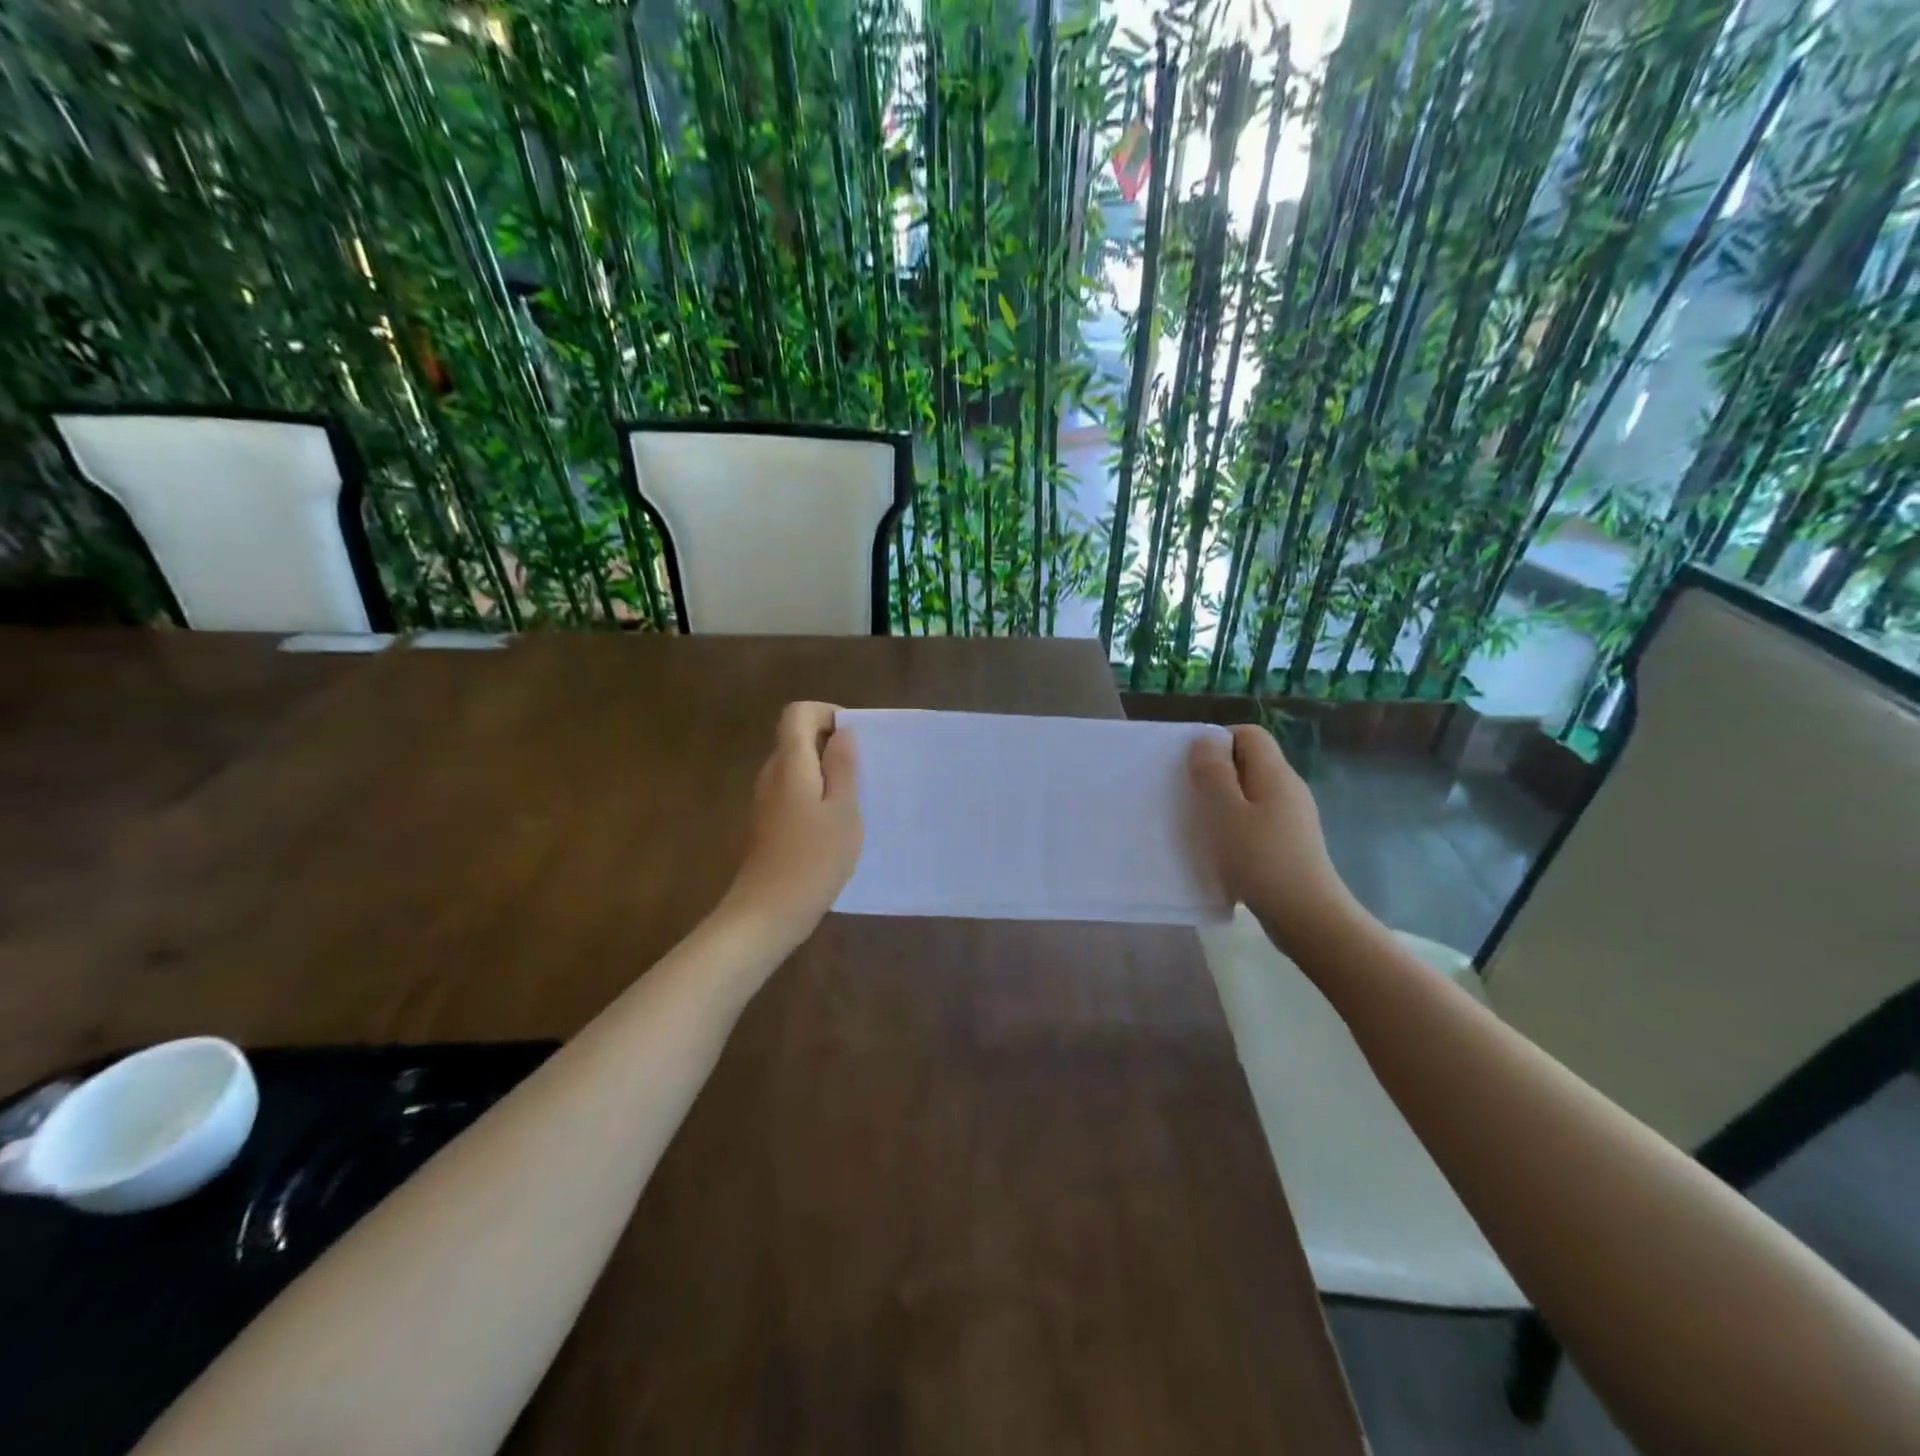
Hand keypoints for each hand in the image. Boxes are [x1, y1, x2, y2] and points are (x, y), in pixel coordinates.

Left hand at [724, 702, 861, 940]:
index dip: (828, 715)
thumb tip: (843, 732)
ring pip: (797, 766)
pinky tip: (835, 825)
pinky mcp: (768, 822)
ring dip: (826, 773)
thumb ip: (843, 766)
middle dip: (832, 745)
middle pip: (797, 738)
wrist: (768, 912)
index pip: (798, 712)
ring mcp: (766, 799)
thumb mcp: (843, 810)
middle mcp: (772, 773)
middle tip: (863, 774)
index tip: (855, 741)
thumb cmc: (813, 859)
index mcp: (790, 763)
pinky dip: (816, 794)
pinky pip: (793, 790)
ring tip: (854, 801)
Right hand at [1189, 725, 1370, 956]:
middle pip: (1250, 762)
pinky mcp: (1290, 843)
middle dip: (1217, 772)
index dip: (1218, 741)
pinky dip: (1236, 825)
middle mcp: (1289, 788)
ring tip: (1201, 824)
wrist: (1307, 917)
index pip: (1249, 734)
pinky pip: (1258, 819)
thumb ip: (1214, 772)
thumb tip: (1207, 739)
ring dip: (1224, 802)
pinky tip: (1222, 849)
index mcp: (1275, 774)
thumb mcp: (1226, 812)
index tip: (1192, 767)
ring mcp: (1293, 817)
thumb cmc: (1261, 859)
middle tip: (1190, 795)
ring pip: (1252, 793)